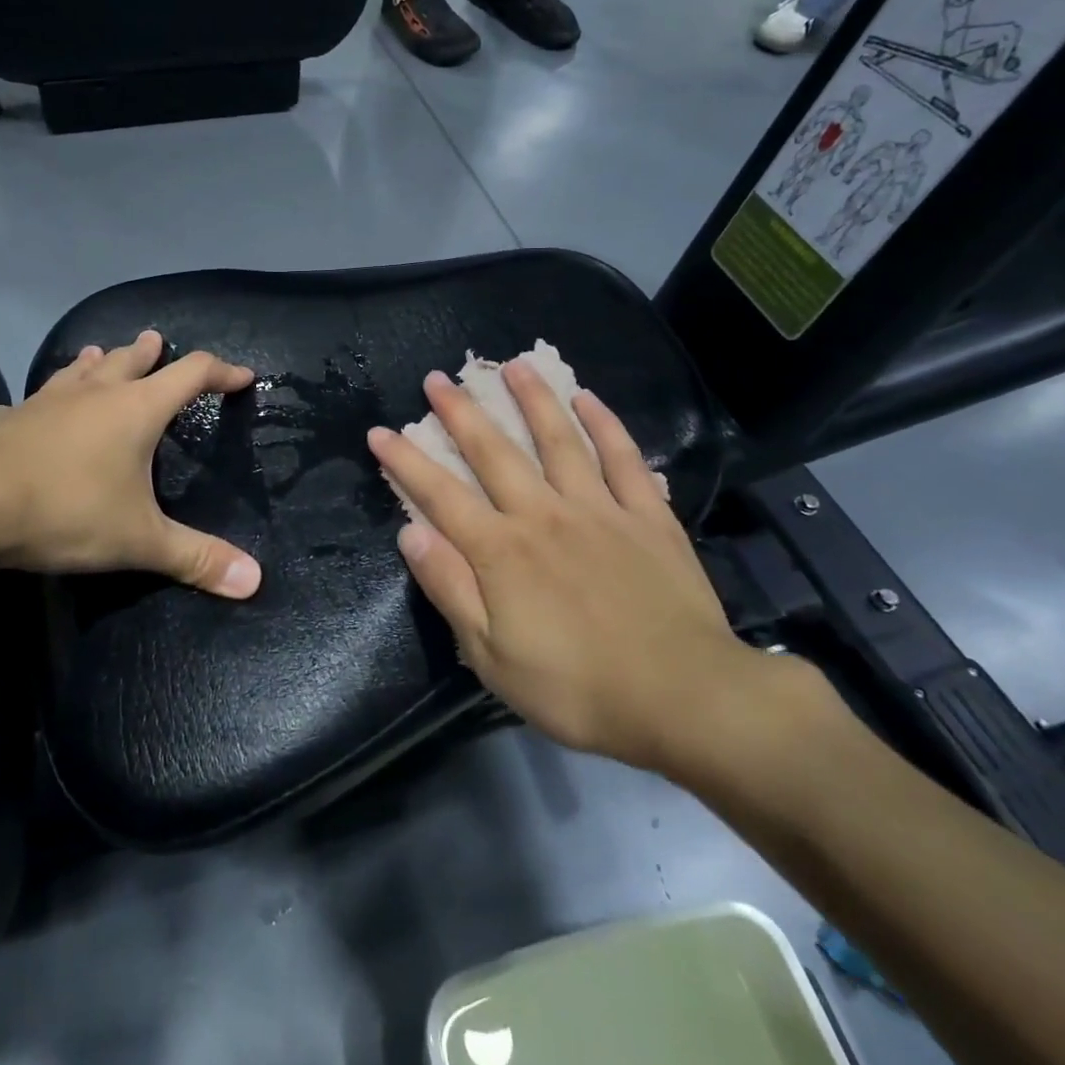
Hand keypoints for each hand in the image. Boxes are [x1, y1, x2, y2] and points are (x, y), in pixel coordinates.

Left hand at [0, 331, 262, 596]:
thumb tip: (254, 582)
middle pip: (131, 360)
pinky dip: (49, 398)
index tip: (242, 377)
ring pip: (80, 369)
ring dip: (97, 361)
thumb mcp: (139, 540)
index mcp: (137, 409)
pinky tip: (38, 408)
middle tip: (157, 341)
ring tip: (101, 353)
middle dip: (150, 353)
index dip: (221, 371)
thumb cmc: (68, 511)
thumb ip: (196, 558)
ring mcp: (46, 401)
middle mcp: (95, 394)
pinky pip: (36, 399)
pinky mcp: (7, 418)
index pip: (191, 374)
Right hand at [368, 362, 769, 772]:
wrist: (684, 698)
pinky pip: (624, 458)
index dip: (405, 461)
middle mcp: (544, 513)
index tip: (379, 431)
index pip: (440, 494)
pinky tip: (589, 398)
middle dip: (460, 412)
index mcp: (501, 550)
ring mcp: (599, 509)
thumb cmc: (576, 688)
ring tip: (513, 365)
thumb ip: (450, 588)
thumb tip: (410, 532)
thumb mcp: (492, 656)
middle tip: (437, 378)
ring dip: (533, 399)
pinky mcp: (648, 515)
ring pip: (558, 439)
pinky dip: (606, 425)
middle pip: (494, 451)